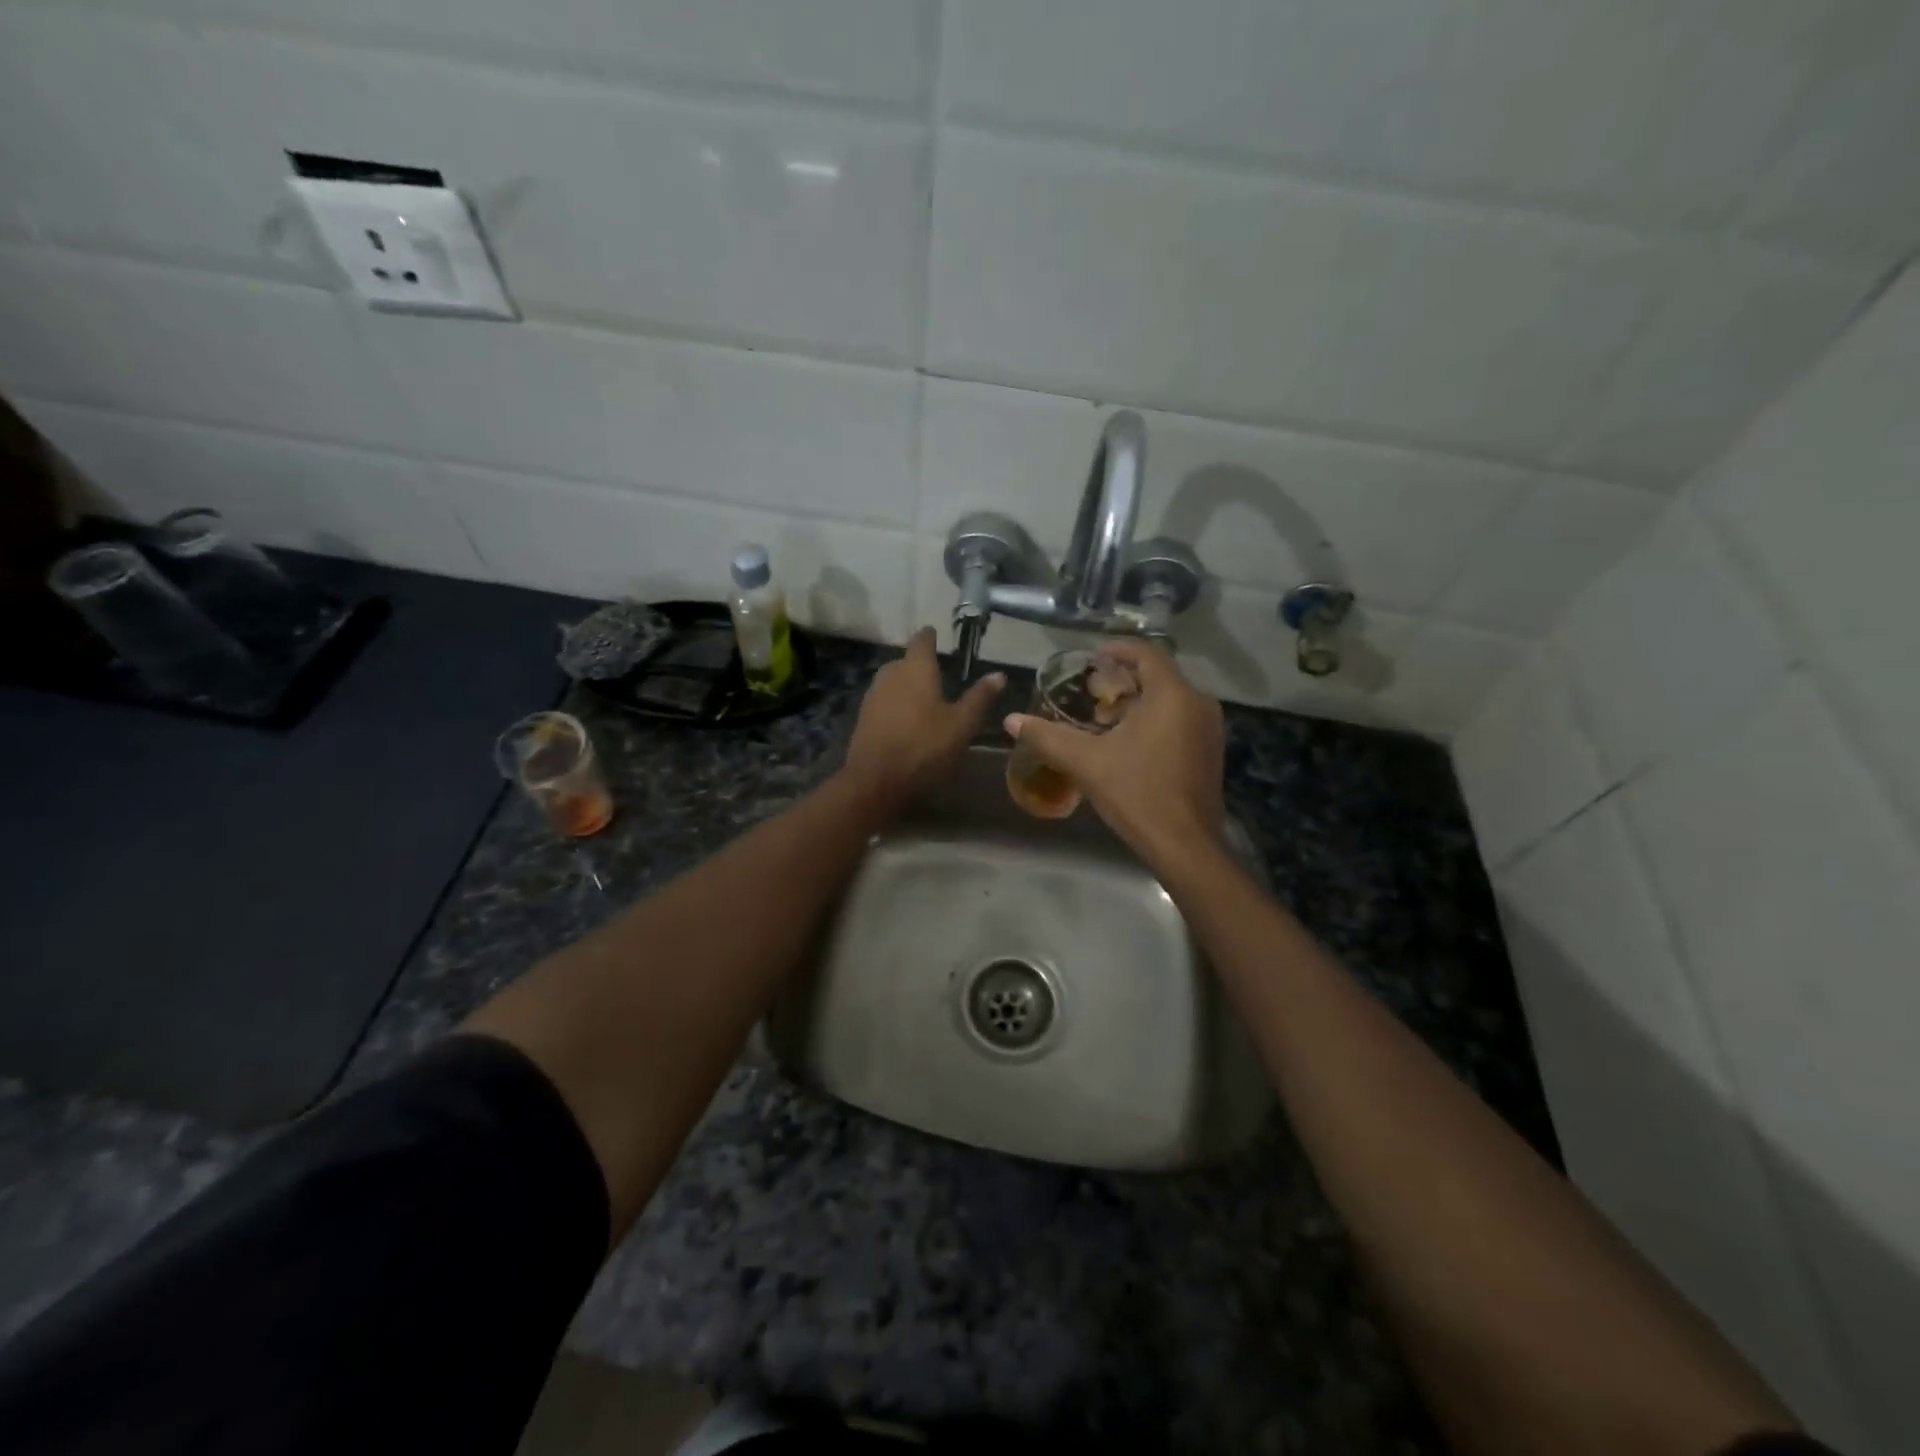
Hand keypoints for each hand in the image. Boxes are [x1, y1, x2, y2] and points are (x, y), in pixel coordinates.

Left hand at [844, 628, 1004, 810]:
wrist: (876, 780)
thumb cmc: (925, 746)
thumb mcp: (962, 724)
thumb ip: (979, 697)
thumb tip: (999, 674)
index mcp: (916, 668)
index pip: (922, 640)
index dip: (930, 636)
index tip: (937, 634)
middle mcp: (890, 674)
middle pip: (905, 661)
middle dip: (919, 665)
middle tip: (938, 674)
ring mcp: (872, 695)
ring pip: (892, 681)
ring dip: (906, 686)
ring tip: (924, 699)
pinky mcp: (863, 717)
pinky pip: (883, 701)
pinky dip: (895, 704)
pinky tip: (906, 720)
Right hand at [1006, 639, 1224, 865]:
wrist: (1185, 845)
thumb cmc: (1137, 794)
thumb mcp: (1086, 762)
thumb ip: (1047, 737)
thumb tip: (1011, 720)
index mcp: (1172, 694)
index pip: (1145, 653)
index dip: (1116, 650)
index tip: (1090, 659)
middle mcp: (1198, 702)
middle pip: (1158, 674)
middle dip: (1124, 678)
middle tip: (1091, 690)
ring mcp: (1210, 727)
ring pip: (1171, 697)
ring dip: (1140, 700)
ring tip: (1105, 716)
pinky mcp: (1211, 750)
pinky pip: (1181, 718)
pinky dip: (1156, 718)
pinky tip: (1131, 741)